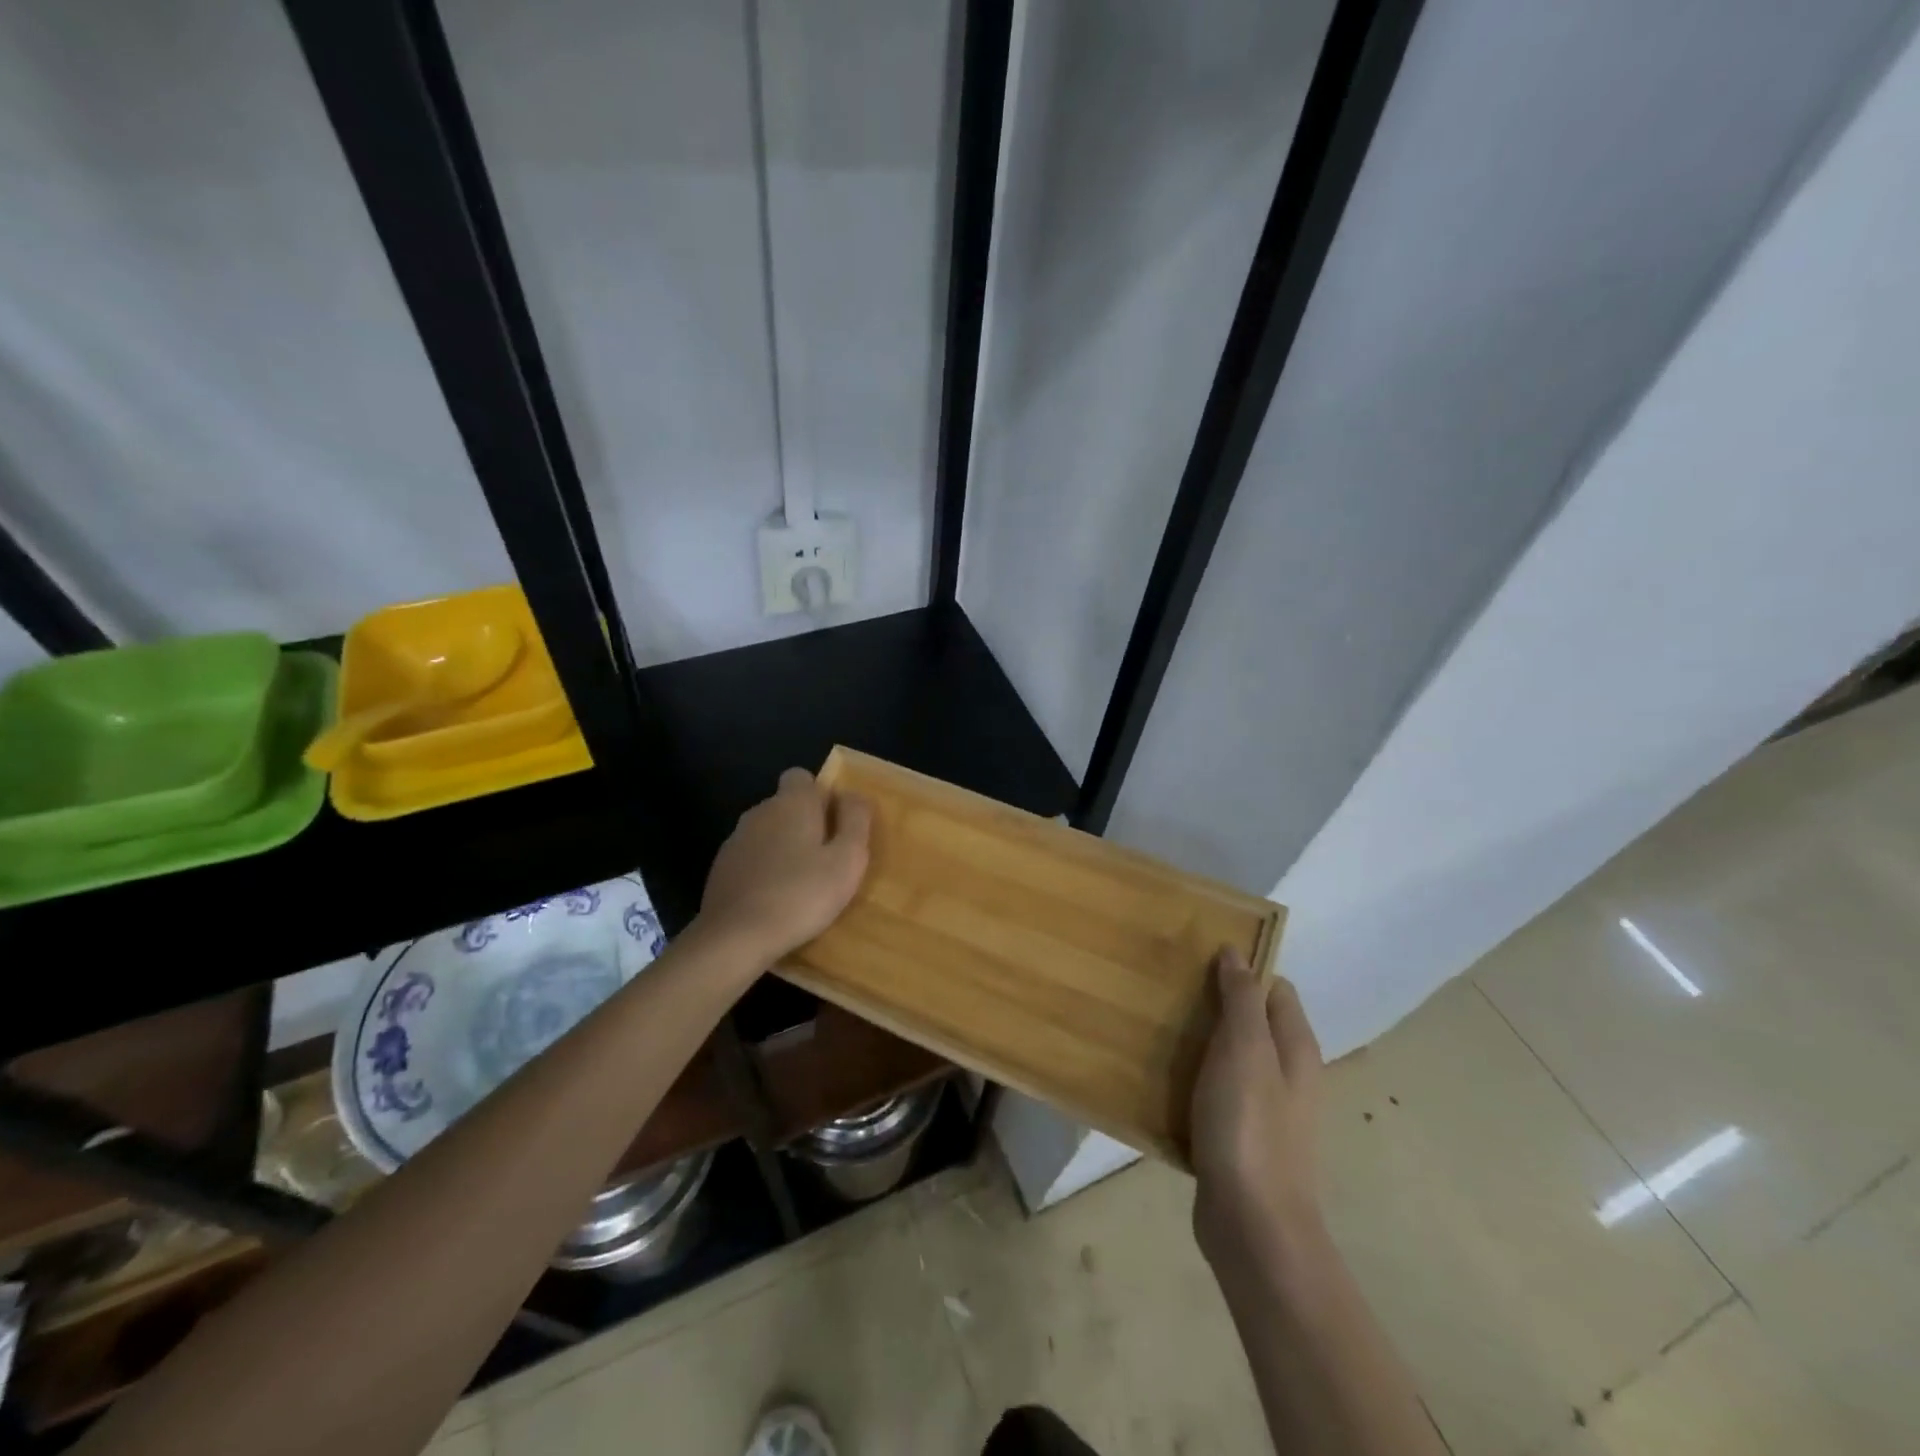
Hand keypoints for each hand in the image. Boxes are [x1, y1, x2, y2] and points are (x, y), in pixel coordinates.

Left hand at [697, 768, 872, 962]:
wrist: (735, 937)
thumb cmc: (802, 894)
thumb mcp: (848, 859)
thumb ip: (855, 820)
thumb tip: (852, 795)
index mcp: (792, 803)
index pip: (802, 777)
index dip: (820, 796)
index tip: (834, 825)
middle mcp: (760, 812)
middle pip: (785, 805)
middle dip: (805, 823)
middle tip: (825, 859)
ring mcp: (735, 840)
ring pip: (767, 832)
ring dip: (783, 848)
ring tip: (801, 884)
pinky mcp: (720, 868)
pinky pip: (751, 858)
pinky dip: (764, 870)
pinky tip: (774, 899)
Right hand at [1190, 947, 1324, 1268]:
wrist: (1252, 1226)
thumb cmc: (1250, 1127)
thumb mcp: (1245, 1050)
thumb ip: (1242, 999)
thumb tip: (1236, 952)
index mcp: (1295, 1048)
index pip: (1274, 988)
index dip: (1242, 968)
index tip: (1198, 956)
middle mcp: (1286, 1075)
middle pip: (1251, 1021)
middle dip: (1214, 1002)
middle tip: (1169, 988)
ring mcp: (1264, 1110)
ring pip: (1229, 1058)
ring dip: (1199, 1041)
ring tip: (1157, 1025)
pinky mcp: (1239, 1138)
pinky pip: (1213, 1093)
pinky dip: (1192, 1079)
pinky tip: (1161, 1077)